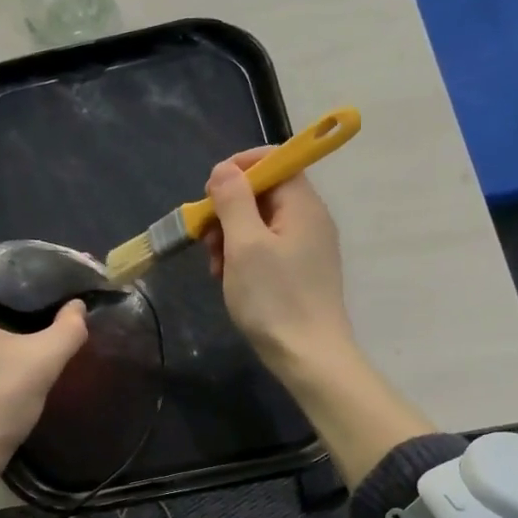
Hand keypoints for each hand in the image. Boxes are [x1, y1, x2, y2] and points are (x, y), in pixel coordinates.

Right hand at [203, 148, 355, 379]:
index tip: (210, 192)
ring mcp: (307, 246)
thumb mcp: (244, 245)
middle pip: (264, 193)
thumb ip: (233, 201)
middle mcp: (310, 219)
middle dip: (228, 209)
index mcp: (302, 205)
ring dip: (230, 236)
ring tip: (215, 266)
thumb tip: (224, 169)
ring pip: (260, 222)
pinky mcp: (300, 270)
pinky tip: (228, 279)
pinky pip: (266, 247)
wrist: (308, 356)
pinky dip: (243, 256)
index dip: (240, 168)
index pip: (275, 161)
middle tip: (207, 239)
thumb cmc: (274, 299)